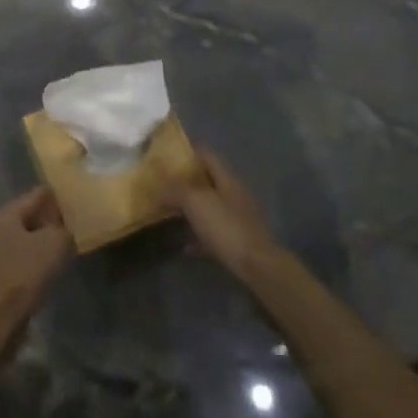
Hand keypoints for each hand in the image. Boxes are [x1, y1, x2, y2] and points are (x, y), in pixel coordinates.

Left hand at [0, 188, 73, 330]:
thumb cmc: (25, 271)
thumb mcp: (55, 243)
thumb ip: (64, 228)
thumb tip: (65, 228)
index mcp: (8, 213)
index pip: (38, 194)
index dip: (59, 195)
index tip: (79, 197)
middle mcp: (0, 227)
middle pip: (32, 216)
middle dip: (54, 219)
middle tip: (79, 222)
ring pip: (30, 238)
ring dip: (48, 241)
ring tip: (71, 243)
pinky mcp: (3, 273)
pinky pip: (27, 258)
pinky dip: (41, 259)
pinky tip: (57, 265)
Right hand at [162, 147, 284, 279]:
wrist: (257, 267)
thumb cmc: (226, 227)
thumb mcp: (195, 202)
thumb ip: (176, 189)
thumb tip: (159, 185)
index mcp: (226, 178)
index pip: (206, 153)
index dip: (187, 149)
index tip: (165, 152)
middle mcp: (233, 194)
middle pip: (206, 180)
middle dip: (184, 180)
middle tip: (161, 182)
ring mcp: (237, 218)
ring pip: (209, 206)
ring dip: (190, 208)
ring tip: (167, 211)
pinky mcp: (237, 241)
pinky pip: (212, 233)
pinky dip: (197, 236)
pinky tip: (184, 245)